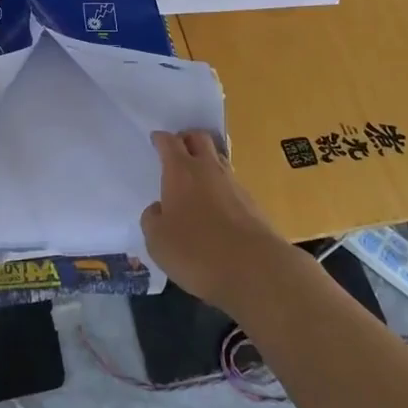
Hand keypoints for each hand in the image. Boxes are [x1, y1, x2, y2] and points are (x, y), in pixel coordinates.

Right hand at [141, 130, 290, 312]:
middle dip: (187, 139)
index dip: (161, 139)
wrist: (255, 269)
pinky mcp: (252, 203)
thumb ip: (152, 219)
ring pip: (218, 159)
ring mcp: (234, 184)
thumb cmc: (196, 251)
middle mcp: (208, 169)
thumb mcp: (157, 241)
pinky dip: (221, 187)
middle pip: (199, 138)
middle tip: (178, 149)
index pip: (169, 143)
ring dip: (207, 161)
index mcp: (181, 172)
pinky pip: (232, 184)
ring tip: (197, 177)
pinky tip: (216, 206)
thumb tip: (159, 209)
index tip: (156, 139)